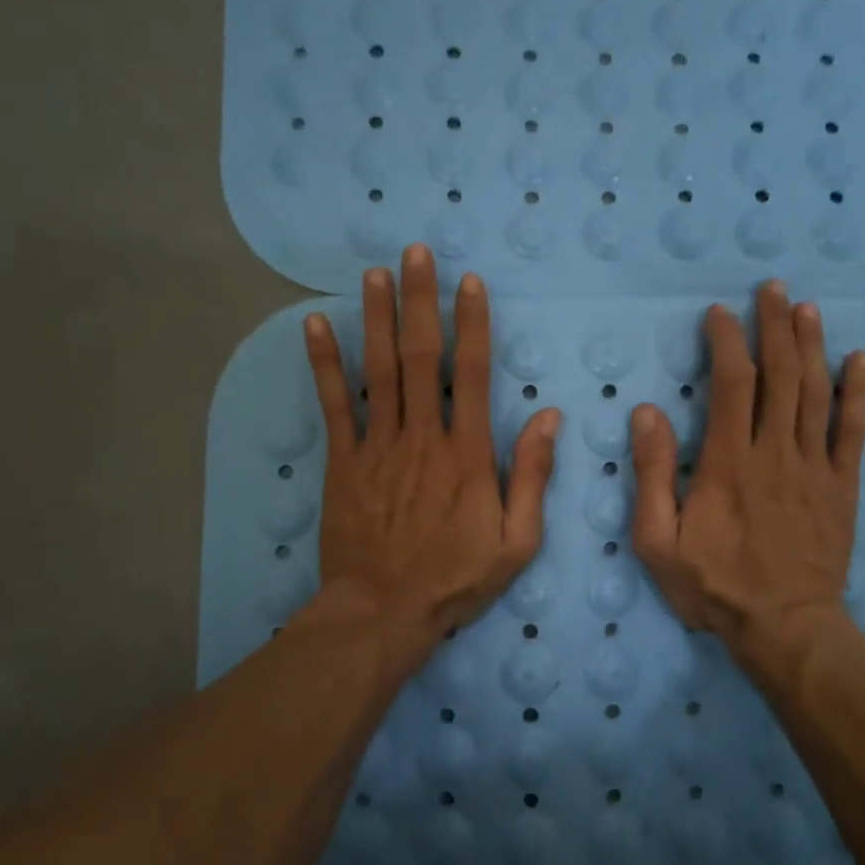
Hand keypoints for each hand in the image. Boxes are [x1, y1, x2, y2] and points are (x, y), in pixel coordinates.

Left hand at [303, 245, 562, 672]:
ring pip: (379, 370)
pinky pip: (334, 405)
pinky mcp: (344, 462)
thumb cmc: (456, 579)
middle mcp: (424, 437)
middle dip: (421, 301)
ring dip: (377, 317)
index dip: (472, 324)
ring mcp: (379, 447)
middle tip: (416, 253)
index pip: (474, 374)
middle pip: (422, 357)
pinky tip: (315, 325)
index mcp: (468, 454)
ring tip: (375, 273)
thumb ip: (533, 476)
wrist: (384, 612)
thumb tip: (549, 417)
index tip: (469, 283)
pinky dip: (324, 363)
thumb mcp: (517, 541)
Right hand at [630, 281, 864, 674]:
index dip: (727, 341)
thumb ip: (651, 474)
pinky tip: (859, 360)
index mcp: (729, 462)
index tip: (720, 313)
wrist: (784, 627)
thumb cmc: (714, 586)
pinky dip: (858, 393)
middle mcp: (776, 452)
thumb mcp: (658, 540)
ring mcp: (815, 467)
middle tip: (773, 289)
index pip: (733, 383)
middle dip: (775, 326)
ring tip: (807, 308)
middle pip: (781, 375)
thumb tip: (648, 412)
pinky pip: (854, 431)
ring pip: (817, 392)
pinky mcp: (842, 487)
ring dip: (812, 345)